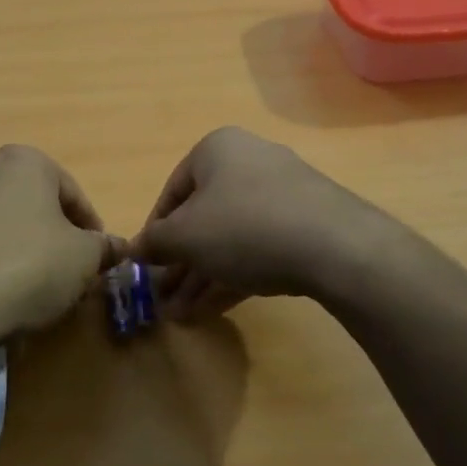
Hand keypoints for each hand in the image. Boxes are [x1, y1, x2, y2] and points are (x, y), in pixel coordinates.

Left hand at [0, 145, 122, 348]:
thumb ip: (104, 248)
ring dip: (21, 248)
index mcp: (25, 160)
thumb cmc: (27, 268)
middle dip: (54, 236)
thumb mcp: (83, 259)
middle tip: (68, 274)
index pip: (73, 194)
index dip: (91, 230)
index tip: (97, 261)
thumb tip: (118, 247)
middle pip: (34, 205)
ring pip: (2, 222)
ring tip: (32, 288)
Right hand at [129, 127, 398, 319]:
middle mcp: (249, 162)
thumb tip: (132, 250)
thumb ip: (153, 242)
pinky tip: (212, 309)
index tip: (146, 266)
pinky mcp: (305, 225)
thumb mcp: (184, 236)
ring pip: (229, 238)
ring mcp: (282, 194)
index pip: (172, 192)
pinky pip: (258, 248)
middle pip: (202, 218)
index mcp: (216, 150)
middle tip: (163, 298)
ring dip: (201, 277)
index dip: (154, 232)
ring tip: (181, 315)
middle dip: (180, 263)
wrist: (335, 245)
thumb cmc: (243, 226)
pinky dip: (232, 275)